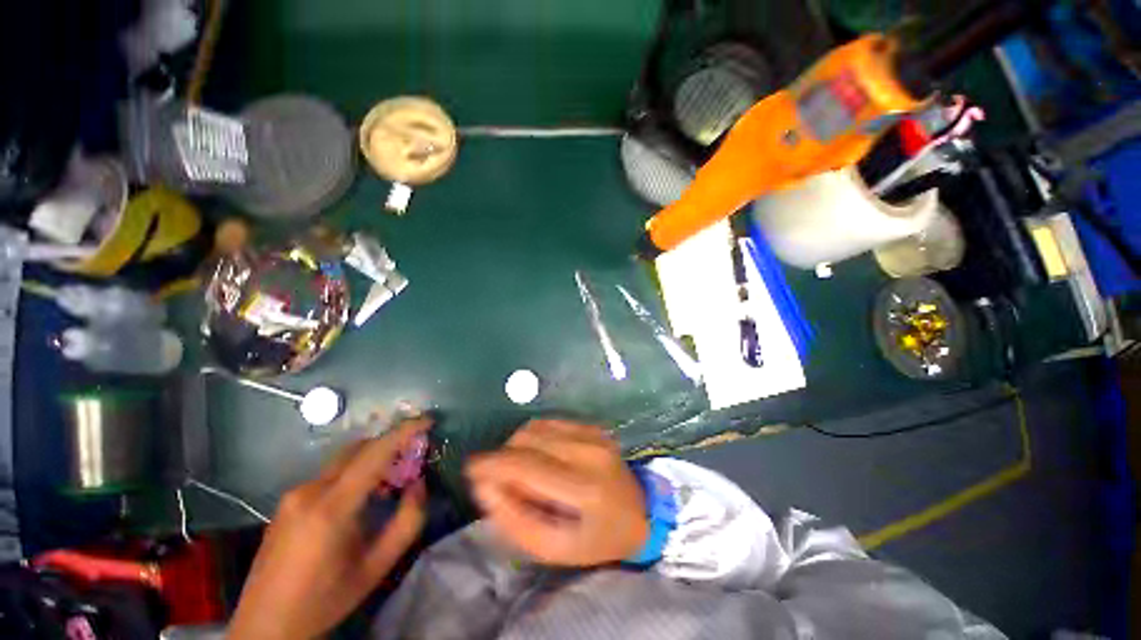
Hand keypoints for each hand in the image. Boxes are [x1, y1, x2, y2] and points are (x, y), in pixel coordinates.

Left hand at [228, 418, 429, 639]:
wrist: (267, 625)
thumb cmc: (326, 598)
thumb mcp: (377, 566)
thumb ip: (408, 521)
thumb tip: (419, 483)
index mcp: (332, 508)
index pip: (374, 453)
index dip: (404, 431)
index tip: (428, 421)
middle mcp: (309, 491)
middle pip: (358, 449)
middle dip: (390, 443)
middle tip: (414, 456)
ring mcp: (293, 494)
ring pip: (343, 460)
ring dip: (372, 460)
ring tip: (390, 483)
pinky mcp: (286, 501)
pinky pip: (329, 474)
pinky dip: (354, 473)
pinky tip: (360, 499)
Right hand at [465, 419, 647, 566]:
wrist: (641, 511)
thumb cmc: (597, 538)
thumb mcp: (555, 548)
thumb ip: (516, 520)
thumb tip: (484, 487)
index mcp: (584, 488)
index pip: (528, 465)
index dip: (494, 464)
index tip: (470, 469)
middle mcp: (589, 451)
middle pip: (529, 440)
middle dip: (503, 456)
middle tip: (499, 479)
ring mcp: (593, 433)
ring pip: (536, 427)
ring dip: (517, 445)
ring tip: (519, 469)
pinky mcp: (592, 426)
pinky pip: (550, 422)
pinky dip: (533, 436)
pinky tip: (536, 454)